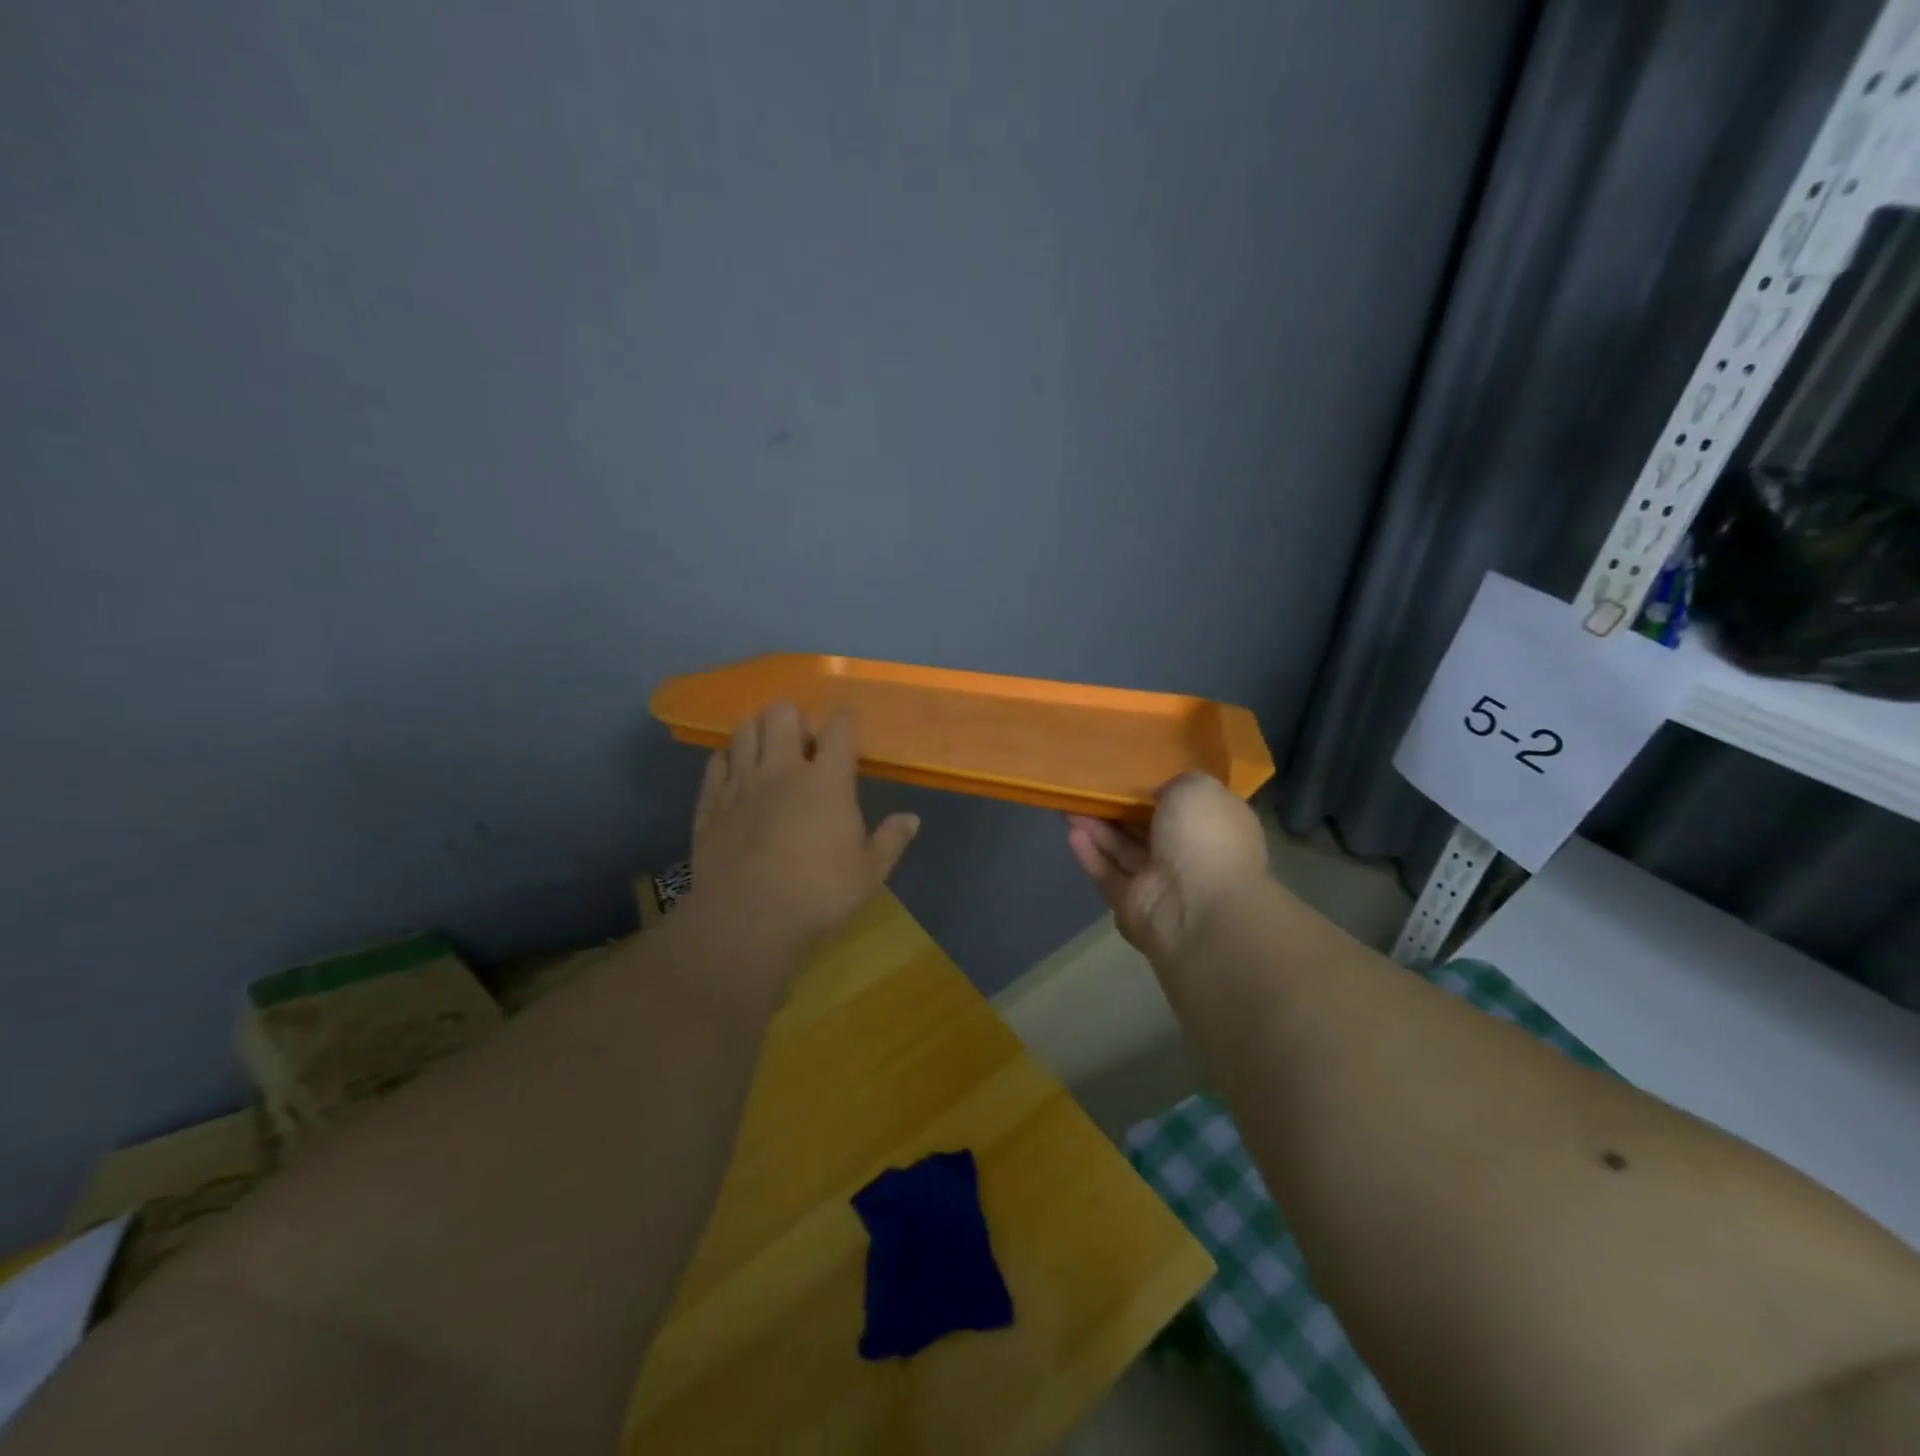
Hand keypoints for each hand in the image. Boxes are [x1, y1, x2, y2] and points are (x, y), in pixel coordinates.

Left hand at [689, 702, 918, 959]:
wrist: (747, 917)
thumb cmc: (818, 893)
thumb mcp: (868, 873)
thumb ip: (890, 840)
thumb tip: (911, 819)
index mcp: (827, 781)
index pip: (838, 729)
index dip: (843, 720)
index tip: (846, 725)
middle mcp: (783, 769)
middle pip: (782, 714)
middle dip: (793, 717)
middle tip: (801, 740)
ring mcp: (742, 782)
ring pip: (745, 729)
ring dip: (758, 731)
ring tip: (766, 749)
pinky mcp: (711, 801)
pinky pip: (716, 761)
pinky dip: (728, 758)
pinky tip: (735, 771)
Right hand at [1065, 772, 1269, 963]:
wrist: (1198, 907)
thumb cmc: (1205, 837)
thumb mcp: (1198, 788)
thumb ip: (1175, 783)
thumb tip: (1158, 795)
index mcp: (1215, 826)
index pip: (1185, 805)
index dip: (1156, 789)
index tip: (1130, 772)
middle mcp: (1190, 854)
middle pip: (1147, 827)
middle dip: (1118, 808)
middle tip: (1089, 787)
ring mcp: (1161, 882)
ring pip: (1123, 849)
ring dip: (1098, 827)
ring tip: (1070, 806)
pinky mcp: (1133, 904)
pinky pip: (1108, 874)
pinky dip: (1091, 854)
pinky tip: (1071, 833)